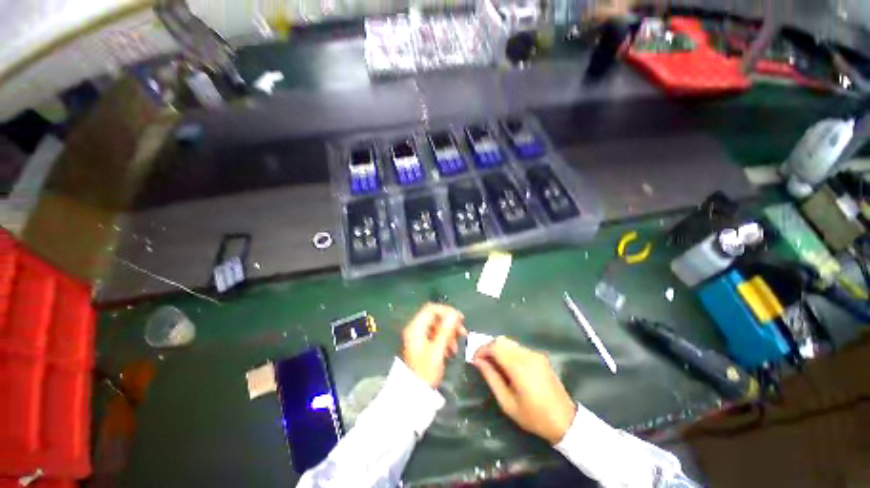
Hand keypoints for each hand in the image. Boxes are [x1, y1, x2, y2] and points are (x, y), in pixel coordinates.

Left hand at [401, 303, 466, 387]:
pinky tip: (451, 350)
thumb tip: (454, 314)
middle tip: (462, 332)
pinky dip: (445, 339)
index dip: (447, 311)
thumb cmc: (425, 372)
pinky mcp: (422, 343)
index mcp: (416, 328)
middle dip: (450, 323)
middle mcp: (416, 328)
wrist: (415, 393)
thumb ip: (445, 330)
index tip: (460, 319)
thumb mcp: (437, 350)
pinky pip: (435, 334)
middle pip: (435, 316)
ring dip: (449, 332)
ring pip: (437, 326)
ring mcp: (418, 336)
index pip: (431, 309)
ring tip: (457, 345)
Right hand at [473, 337, 576, 443]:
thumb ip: (491, 378)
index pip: (494, 346)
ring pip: (510, 342)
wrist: (565, 421)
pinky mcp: (540, 356)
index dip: (481, 350)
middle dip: (489, 347)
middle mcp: (527, 355)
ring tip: (494, 364)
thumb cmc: (534, 416)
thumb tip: (478, 361)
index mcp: (519, 367)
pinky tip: (508, 366)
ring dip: (498, 349)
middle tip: (483, 361)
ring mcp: (535, 354)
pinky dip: (508, 352)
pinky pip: (519, 348)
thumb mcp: (507, 403)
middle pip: (501, 340)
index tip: (474, 360)